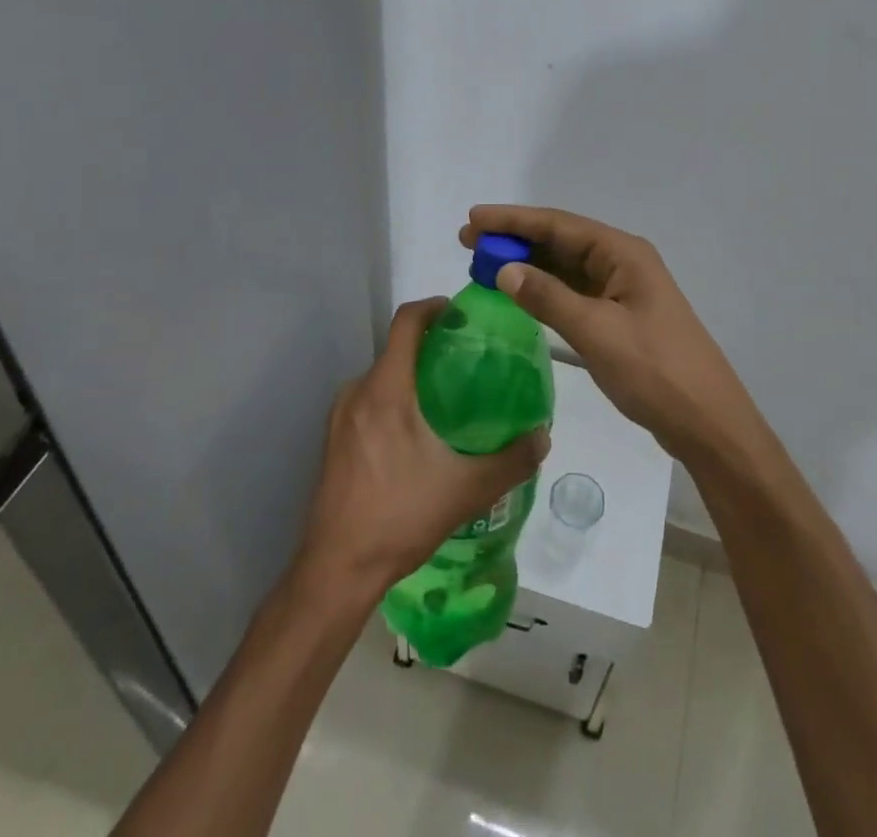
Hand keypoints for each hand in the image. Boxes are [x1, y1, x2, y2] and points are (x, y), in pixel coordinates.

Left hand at [296, 298, 549, 601]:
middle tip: (467, 363)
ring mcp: (340, 417)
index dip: (434, 307)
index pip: (406, 322)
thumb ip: (511, 460)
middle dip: (431, 347)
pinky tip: (416, 435)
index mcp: (386, 390)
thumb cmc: (400, 517)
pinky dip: (394, 401)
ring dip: (412, 377)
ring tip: (446, 400)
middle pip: (396, 349)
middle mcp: (358, 392)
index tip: (461, 314)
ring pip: (382, 378)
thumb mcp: (467, 489)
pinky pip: (368, 402)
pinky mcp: (333, 441)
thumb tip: (544, 436)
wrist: (337, 569)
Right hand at [460, 206, 769, 466]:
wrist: (707, 422)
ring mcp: (622, 291)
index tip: (473, 218)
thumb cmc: (655, 371)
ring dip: (527, 265)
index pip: (559, 225)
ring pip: (565, 267)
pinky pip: (574, 292)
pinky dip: (544, 291)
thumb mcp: (597, 332)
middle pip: (561, 241)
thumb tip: (504, 269)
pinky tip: (519, 294)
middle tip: (468, 241)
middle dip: (515, 240)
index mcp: (623, 254)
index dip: (514, 220)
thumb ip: (548, 297)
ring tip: (483, 264)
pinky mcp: (619, 317)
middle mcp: (622, 263)